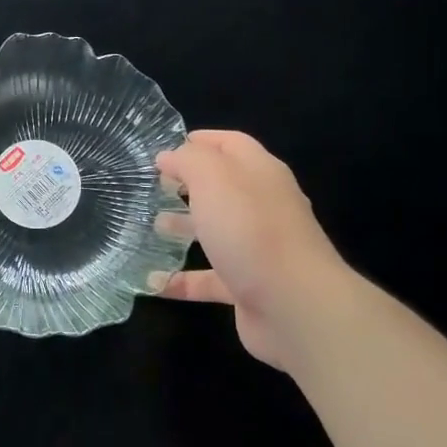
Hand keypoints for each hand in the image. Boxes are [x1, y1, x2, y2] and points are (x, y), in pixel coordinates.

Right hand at [154, 130, 360, 369]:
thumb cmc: (250, 229)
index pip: (231, 144)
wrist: (295, 306)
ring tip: (151, 226)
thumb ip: (188, 160)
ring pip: (216, 231)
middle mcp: (263, 206)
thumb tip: (168, 156)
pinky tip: (154, 283)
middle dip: (188, 184)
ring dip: (184, 227)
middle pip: (223, 187)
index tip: (165, 148)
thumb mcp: (213, 178)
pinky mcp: (249, 286)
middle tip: (154, 187)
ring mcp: (258, 248)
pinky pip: (209, 279)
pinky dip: (182, 280)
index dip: (200, 141)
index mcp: (260, 173)